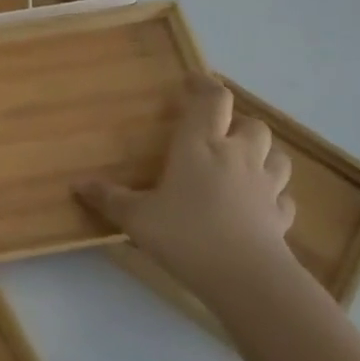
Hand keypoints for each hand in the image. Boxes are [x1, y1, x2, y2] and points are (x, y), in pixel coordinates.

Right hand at [76, 73, 296, 303]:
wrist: (247, 279)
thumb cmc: (186, 235)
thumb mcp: (137, 218)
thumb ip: (109, 198)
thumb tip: (76, 184)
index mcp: (200, 145)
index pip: (212, 100)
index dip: (205, 86)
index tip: (192, 81)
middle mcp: (237, 156)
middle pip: (252, 123)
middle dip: (237, 121)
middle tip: (217, 130)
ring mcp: (265, 187)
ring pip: (276, 156)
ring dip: (263, 153)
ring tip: (244, 161)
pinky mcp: (280, 217)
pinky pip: (283, 198)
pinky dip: (274, 196)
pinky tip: (260, 205)